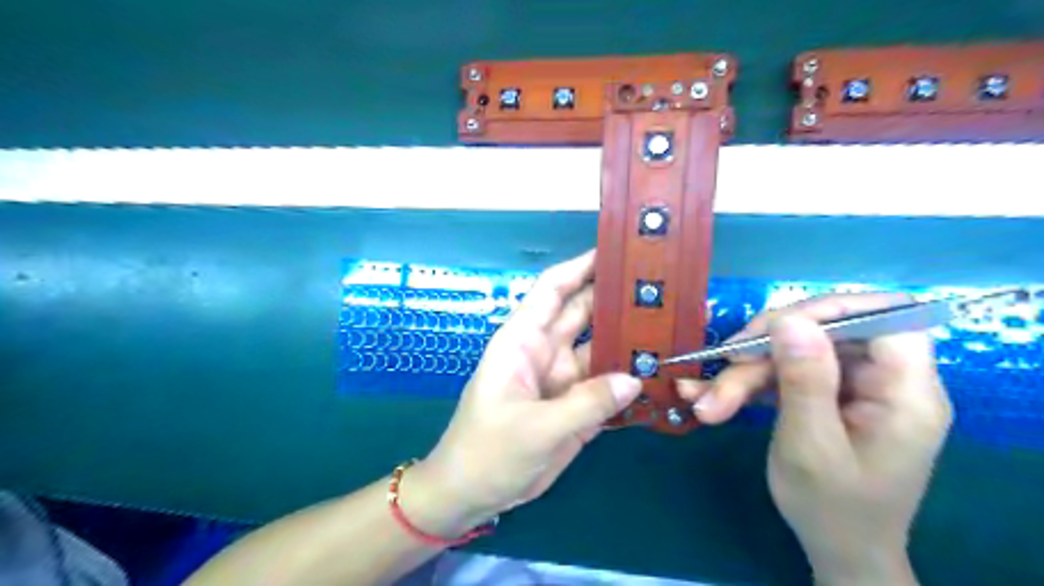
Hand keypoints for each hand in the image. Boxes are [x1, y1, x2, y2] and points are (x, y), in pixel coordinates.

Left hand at [417, 249, 644, 528]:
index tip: (618, 252)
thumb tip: (635, 378)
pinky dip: (631, 381)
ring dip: (632, 340)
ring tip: (675, 328)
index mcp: (524, 341)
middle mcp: (547, 352)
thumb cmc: (488, 451)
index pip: (553, 290)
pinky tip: (662, 375)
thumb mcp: (535, 428)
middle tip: (664, 287)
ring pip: (603, 349)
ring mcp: (565, 379)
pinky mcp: (577, 406)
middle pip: (586, 314)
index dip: (581, 267)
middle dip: (618, 299)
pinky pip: (608, 386)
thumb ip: (586, 403)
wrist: (474, 495)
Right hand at [681, 295, 952, 583]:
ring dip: (744, 374)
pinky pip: (783, 371)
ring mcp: (851, 385)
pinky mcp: (825, 393)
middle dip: (765, 349)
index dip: (827, 310)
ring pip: (792, 351)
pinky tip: (709, 397)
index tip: (770, 328)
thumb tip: (790, 318)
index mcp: (906, 392)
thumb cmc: (832, 509)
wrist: (836, 549)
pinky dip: (745, 384)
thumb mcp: (811, 446)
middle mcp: (883, 379)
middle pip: (824, 331)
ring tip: (704, 402)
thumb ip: (804, 381)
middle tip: (723, 368)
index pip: (882, 317)